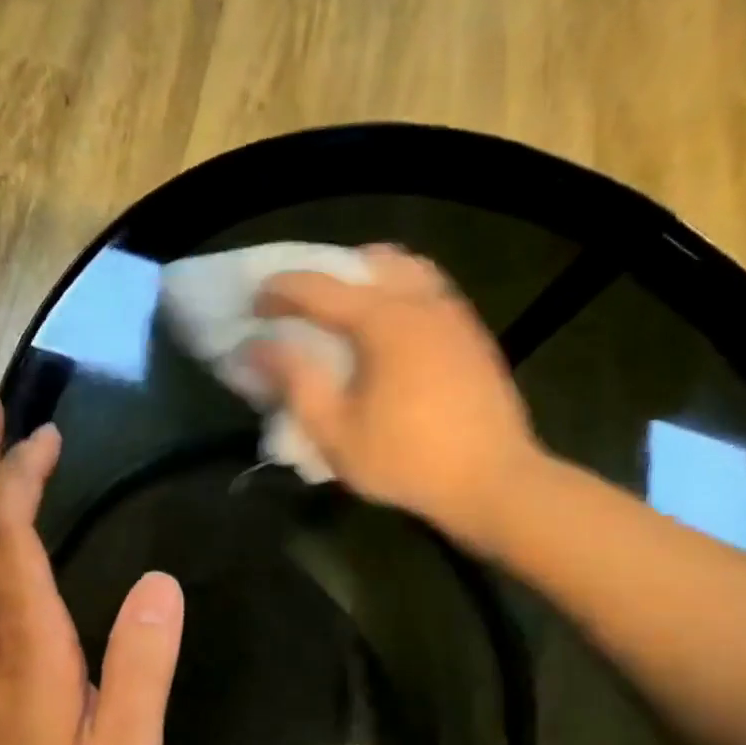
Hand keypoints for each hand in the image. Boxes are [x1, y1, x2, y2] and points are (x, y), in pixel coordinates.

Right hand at [248, 246, 543, 552]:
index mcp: (383, 318)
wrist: (492, 482)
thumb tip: (255, 347)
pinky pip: (429, 293)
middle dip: (328, 276)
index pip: (319, 287)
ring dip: (368, 281)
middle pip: (369, 262)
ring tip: (346, 315)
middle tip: (302, 308)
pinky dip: (399, 297)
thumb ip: (293, 380)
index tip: (253, 306)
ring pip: (406, 271)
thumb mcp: (335, 429)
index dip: (279, 292)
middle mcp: (422, 301)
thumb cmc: (406, 460)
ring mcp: (455, 315)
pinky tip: (389, 337)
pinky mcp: (473, 336)